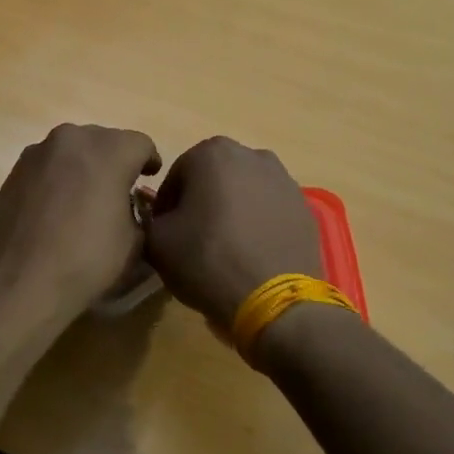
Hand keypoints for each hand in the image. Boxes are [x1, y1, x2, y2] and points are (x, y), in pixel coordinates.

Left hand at [0, 124, 161, 327]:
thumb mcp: (134, 243)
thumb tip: (127, 206)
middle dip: (115, 161)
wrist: (16, 282)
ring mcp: (38, 152)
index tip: (150, 179)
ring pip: (73, 150)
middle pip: (105, 140)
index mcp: (109, 151)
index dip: (150, 162)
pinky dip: (58, 178)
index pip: (141, 144)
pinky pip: (48, 166)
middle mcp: (73, 139)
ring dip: (84, 167)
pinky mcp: (14, 170)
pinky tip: (56, 209)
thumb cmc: (85, 261)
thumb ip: (138, 212)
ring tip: (86, 199)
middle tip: (120, 190)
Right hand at [145, 136, 323, 325]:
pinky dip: (257, 224)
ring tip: (225, 249)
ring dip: (231, 211)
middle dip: (201, 203)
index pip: (175, 177)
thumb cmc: (208, 261)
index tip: (165, 235)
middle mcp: (252, 155)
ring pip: (243, 192)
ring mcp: (285, 180)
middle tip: (193, 241)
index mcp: (212, 152)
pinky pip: (269, 210)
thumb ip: (148, 219)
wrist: (274, 300)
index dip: (165, 208)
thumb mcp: (157, 242)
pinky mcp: (305, 207)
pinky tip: (251, 254)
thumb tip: (157, 218)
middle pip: (212, 179)